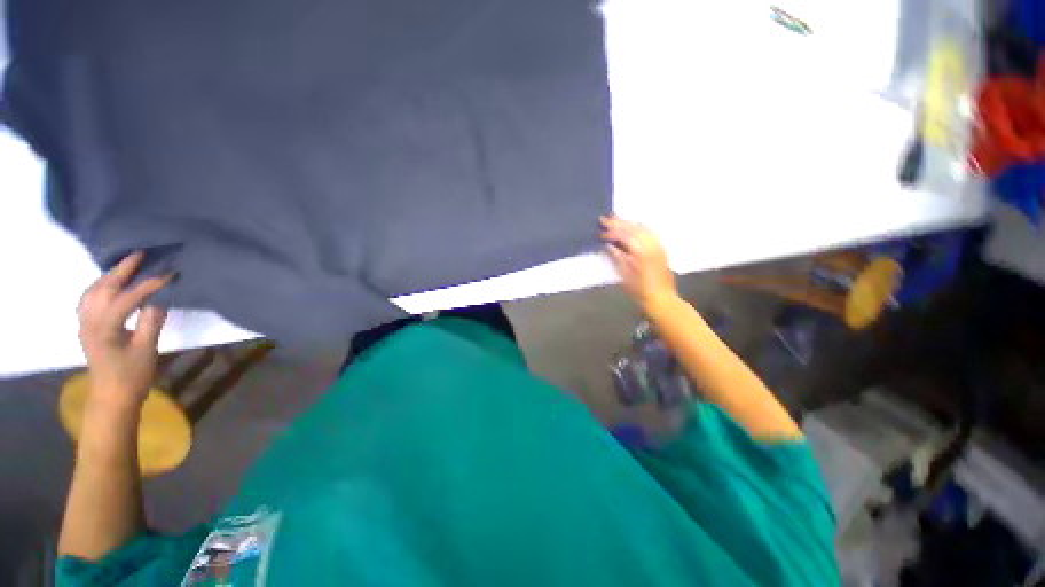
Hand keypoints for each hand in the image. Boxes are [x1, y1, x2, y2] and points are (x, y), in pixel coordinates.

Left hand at [78, 252, 171, 411]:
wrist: (112, 397)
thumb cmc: (131, 376)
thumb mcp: (146, 350)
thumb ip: (151, 322)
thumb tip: (159, 299)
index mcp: (104, 327)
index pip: (126, 298)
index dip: (147, 285)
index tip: (169, 274)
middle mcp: (89, 321)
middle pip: (103, 288)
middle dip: (122, 270)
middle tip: (140, 254)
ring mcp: (85, 323)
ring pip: (93, 291)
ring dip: (109, 275)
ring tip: (127, 265)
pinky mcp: (87, 326)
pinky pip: (89, 298)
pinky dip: (100, 286)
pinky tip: (110, 284)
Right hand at [600, 215, 676, 311]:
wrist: (661, 299)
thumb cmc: (639, 290)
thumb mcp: (624, 275)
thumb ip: (617, 257)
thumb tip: (609, 245)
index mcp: (640, 251)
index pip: (623, 235)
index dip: (610, 233)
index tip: (599, 233)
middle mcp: (650, 245)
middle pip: (632, 228)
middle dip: (618, 223)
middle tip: (605, 218)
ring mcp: (657, 246)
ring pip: (642, 228)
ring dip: (628, 223)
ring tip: (617, 219)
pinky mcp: (661, 249)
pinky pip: (650, 232)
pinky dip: (640, 227)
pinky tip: (635, 226)